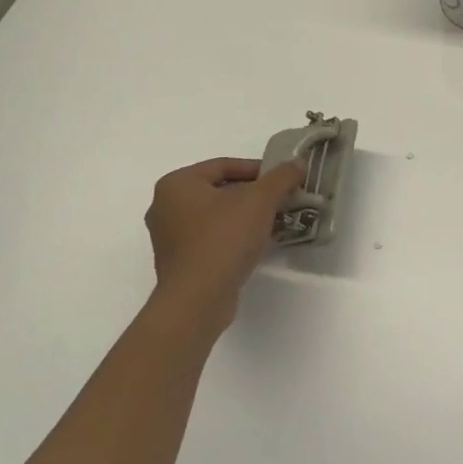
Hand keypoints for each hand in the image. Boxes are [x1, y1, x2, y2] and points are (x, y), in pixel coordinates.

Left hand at [144, 157, 305, 337]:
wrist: (198, 300)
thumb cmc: (224, 239)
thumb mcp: (260, 200)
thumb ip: (281, 177)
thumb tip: (298, 163)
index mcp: (176, 184)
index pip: (223, 165)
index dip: (258, 169)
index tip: (283, 179)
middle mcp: (165, 207)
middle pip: (220, 190)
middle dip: (253, 194)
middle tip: (281, 199)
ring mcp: (169, 237)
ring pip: (216, 215)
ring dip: (246, 215)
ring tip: (275, 220)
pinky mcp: (179, 262)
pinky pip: (211, 238)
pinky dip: (234, 236)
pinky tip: (257, 243)